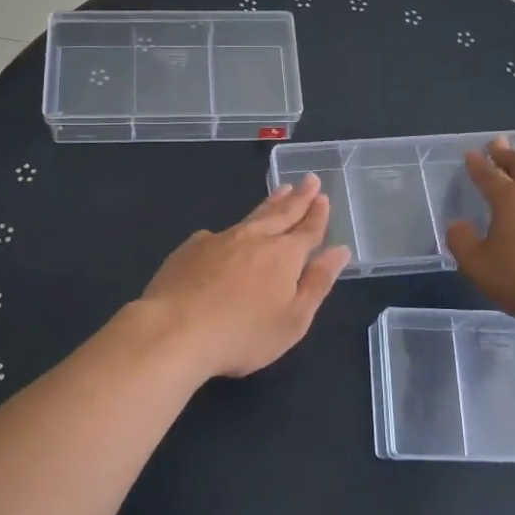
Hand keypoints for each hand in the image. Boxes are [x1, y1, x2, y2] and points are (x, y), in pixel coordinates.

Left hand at [138, 174, 350, 379]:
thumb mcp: (293, 319)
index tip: (323, 196)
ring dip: (270, 203)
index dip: (318, 214)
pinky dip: (232, 231)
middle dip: (298, 197)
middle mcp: (254, 237)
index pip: (307, 229)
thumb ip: (317, 282)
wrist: (175, 330)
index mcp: (284, 255)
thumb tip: (339, 251)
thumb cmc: (243, 334)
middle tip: (309, 179)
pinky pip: (219, 234)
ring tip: (281, 191)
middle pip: (281, 213)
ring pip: (252, 216)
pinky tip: (227, 236)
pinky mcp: (191, 247)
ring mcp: (220, 239)